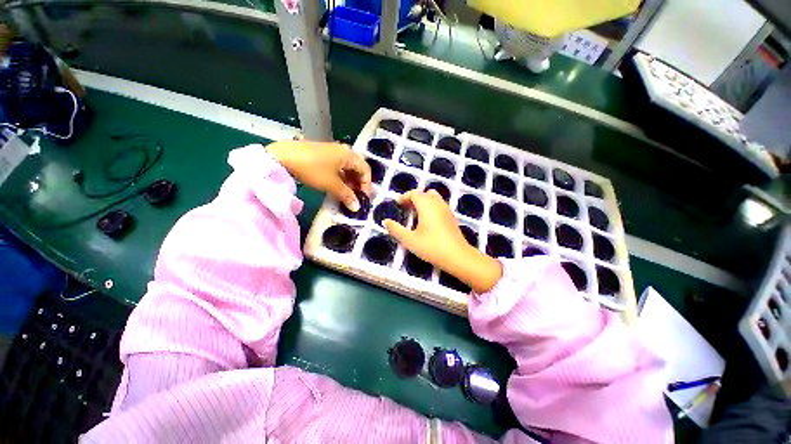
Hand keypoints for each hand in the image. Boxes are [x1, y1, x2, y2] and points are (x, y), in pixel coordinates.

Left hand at [268, 140, 371, 210]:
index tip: (363, 199)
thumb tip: (357, 207)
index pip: (366, 170)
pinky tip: (336, 187)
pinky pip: (338, 167)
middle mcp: (343, 151)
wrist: (282, 157)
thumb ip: (346, 195)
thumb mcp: (331, 184)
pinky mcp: (323, 155)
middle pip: (357, 169)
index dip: (367, 185)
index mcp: (349, 154)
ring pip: (347, 169)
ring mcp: (332, 152)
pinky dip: (340, 178)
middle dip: (358, 184)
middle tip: (355, 198)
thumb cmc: (311, 168)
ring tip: (345, 195)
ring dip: (349, 182)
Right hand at [383, 190, 502, 293]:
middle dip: (414, 198)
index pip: (414, 194)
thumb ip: (396, 230)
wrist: (457, 256)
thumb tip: (385, 221)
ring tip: (416, 214)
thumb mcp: (410, 240)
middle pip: (425, 193)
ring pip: (434, 198)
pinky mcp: (452, 217)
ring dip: (424, 202)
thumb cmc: (431, 247)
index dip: (404, 197)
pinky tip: (428, 221)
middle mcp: (437, 203)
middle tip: (406, 208)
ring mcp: (446, 209)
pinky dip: (432, 207)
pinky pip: (440, 205)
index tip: (398, 205)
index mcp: (426, 205)